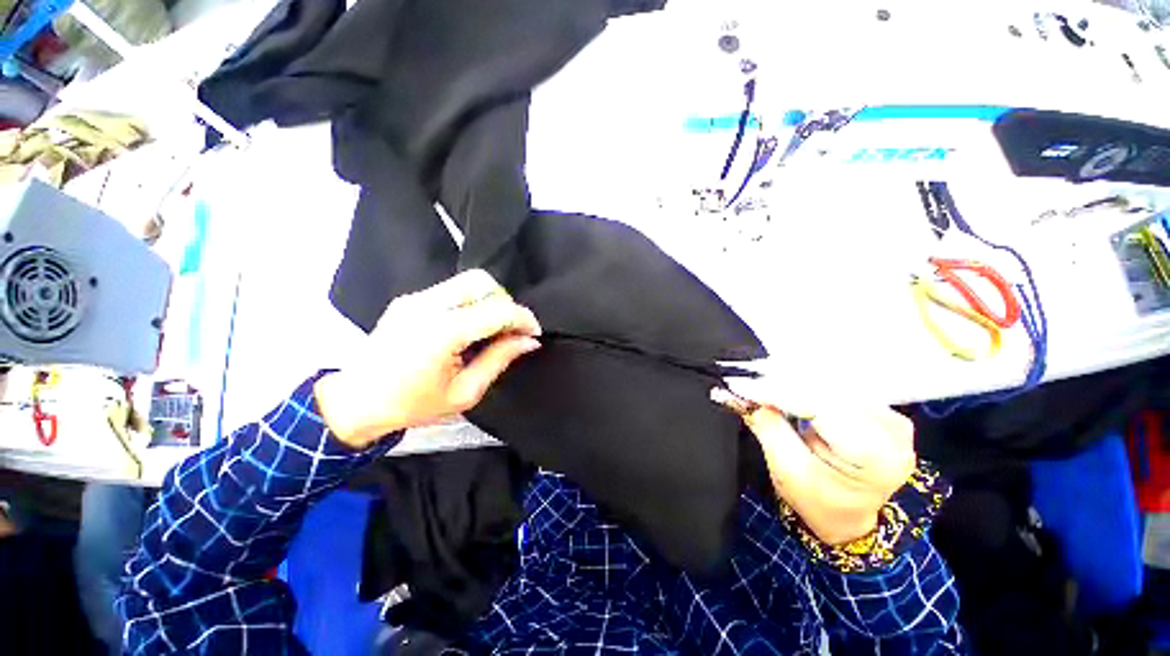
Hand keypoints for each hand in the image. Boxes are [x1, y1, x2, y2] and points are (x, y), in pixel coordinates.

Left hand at [315, 270, 541, 448]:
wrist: (355, 402)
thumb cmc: (412, 405)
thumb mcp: (465, 392)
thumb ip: (499, 359)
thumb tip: (529, 341)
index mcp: (441, 333)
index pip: (496, 310)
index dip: (523, 318)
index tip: (534, 333)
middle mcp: (427, 306)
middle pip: (482, 282)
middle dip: (506, 303)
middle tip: (511, 330)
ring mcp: (415, 299)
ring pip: (468, 281)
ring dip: (490, 300)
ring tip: (493, 328)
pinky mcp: (409, 299)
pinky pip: (452, 290)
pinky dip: (472, 302)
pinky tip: (470, 327)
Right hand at [714, 380, 915, 544]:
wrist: (849, 518)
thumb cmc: (819, 503)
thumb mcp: (788, 471)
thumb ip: (769, 427)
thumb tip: (744, 392)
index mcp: (877, 454)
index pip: (819, 405)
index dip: (776, 391)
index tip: (739, 385)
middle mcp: (894, 430)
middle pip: (827, 391)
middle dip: (782, 385)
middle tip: (747, 386)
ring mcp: (892, 418)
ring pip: (831, 384)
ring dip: (794, 383)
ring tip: (764, 388)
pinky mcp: (882, 411)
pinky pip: (837, 388)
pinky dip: (808, 388)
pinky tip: (789, 391)